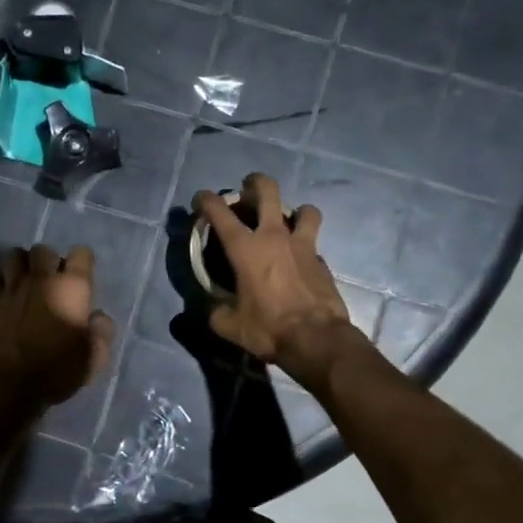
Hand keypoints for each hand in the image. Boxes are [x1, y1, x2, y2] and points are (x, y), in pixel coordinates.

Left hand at [0, 244, 115, 414]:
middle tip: (51, 282)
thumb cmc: (56, 372)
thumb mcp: (94, 358)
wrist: (8, 386)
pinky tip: (2, 294)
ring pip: (14, 255)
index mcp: (71, 288)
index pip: (81, 253)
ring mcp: (11, 287)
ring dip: (21, 265)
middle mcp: (41, 278)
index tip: (81, 279)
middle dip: (49, 261)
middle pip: (43, 250)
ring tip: (25, 282)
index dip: (82, 262)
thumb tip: (98, 316)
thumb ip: (102, 332)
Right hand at [193, 173, 354, 385]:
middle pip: (268, 190)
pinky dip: (305, 246)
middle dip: (255, 183)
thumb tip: (212, 307)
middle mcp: (274, 237)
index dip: (206, 200)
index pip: (219, 212)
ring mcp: (303, 245)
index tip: (200, 200)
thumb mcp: (229, 325)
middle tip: (247, 189)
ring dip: (294, 211)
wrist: (317, 340)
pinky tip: (299, 261)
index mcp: (245, 248)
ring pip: (304, 210)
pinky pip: (313, 243)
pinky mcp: (322, 261)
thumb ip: (215, 311)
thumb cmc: (268, 328)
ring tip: (286, 222)